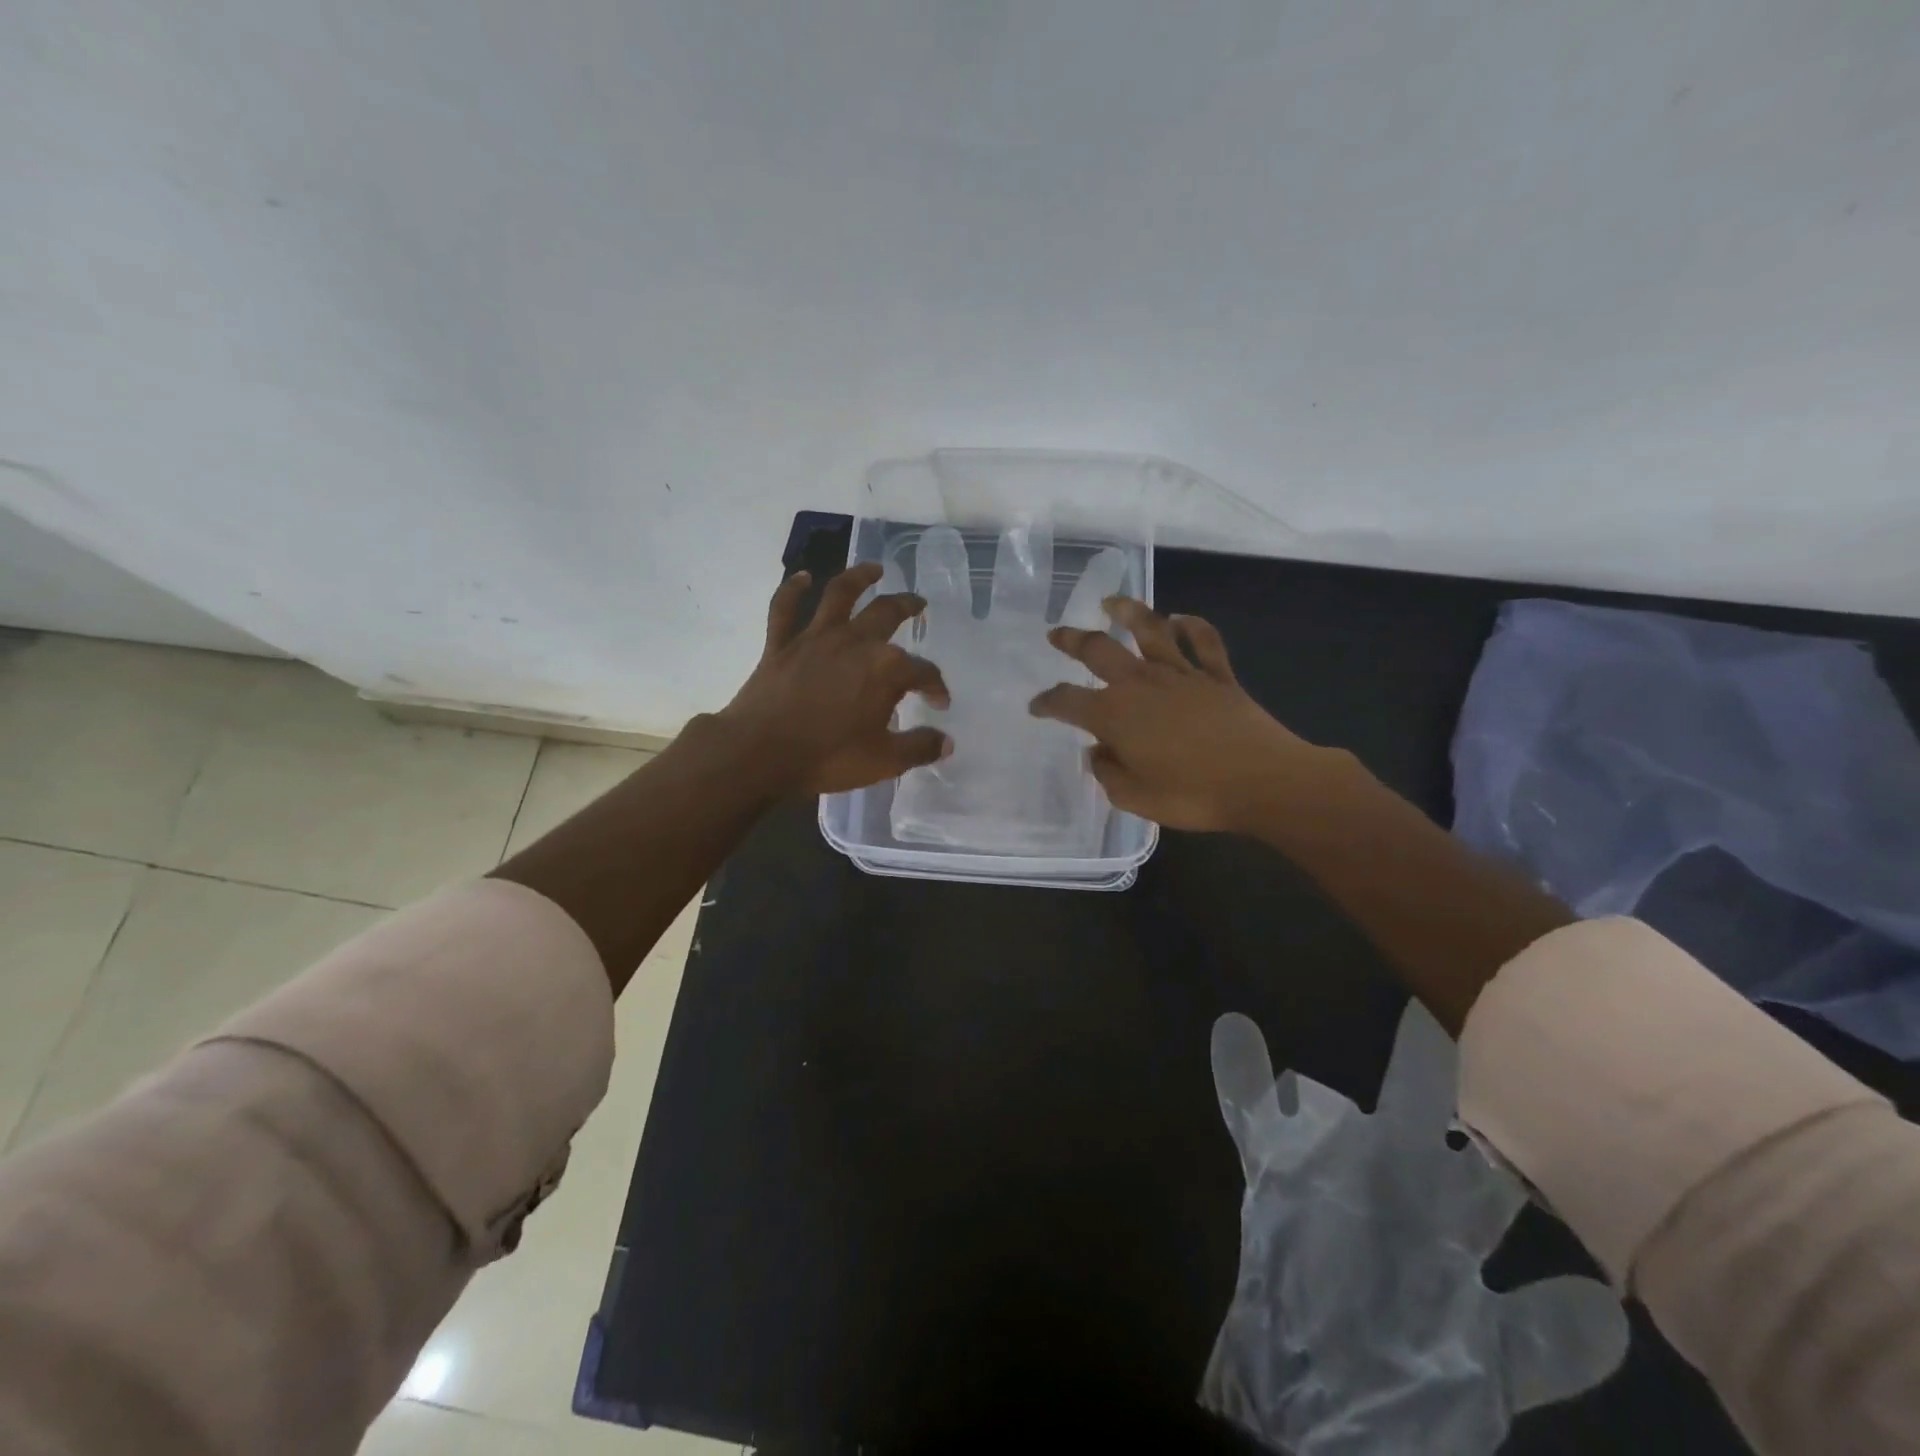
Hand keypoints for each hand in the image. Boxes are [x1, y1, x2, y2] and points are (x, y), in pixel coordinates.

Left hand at [720, 563, 952, 795]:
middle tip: (919, 605)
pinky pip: (785, 608)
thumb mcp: (885, 761)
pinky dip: (793, 589)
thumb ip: (920, 748)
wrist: (760, 753)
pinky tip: (803, 577)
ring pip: (840, 594)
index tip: (939, 703)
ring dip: (860, 577)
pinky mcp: (780, 644)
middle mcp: (854, 642)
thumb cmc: (828, 757)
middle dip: (908, 607)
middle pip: (888, 614)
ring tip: (875, 569)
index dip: (935, 686)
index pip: (922, 671)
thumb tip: (946, 742)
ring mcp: (815, 638)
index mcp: (886, 668)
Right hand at [1030, 597, 1335, 832]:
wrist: (1262, 781)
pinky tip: (1181, 619)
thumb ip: (1108, 773)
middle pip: (1099, 650)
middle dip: (1072, 640)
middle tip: (1056, 634)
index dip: (1047, 702)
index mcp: (1114, 715)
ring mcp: (1181, 674)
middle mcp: (1141, 684)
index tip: (1036, 706)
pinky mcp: (1217, 676)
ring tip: (1111, 603)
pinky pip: (1203, 641)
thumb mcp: (1134, 798)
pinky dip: (1191, 626)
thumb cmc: (1192, 795)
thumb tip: (1097, 753)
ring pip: (1149, 630)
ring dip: (1127, 612)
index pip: (1067, 701)